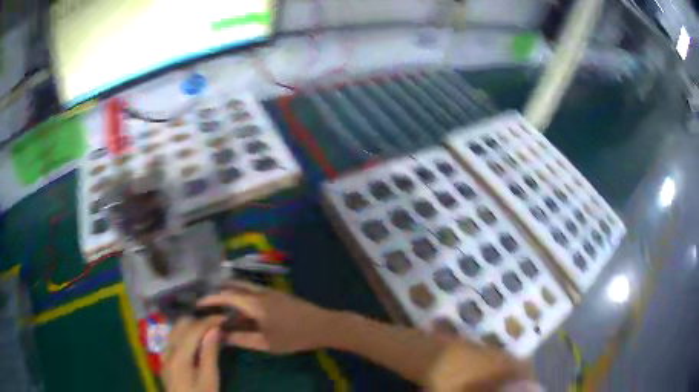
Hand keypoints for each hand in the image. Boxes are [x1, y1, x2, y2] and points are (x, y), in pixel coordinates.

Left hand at [163, 316, 223, 391]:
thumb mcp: (210, 380)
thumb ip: (210, 354)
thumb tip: (214, 329)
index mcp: (178, 356)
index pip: (192, 329)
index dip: (208, 321)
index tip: (224, 318)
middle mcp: (167, 350)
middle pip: (181, 325)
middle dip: (199, 321)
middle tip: (217, 326)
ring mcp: (164, 355)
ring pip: (175, 329)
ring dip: (191, 326)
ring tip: (209, 332)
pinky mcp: (165, 360)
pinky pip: (173, 339)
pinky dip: (185, 335)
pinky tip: (197, 343)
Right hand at [198, 281, 334, 353]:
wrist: (324, 325)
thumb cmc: (294, 337)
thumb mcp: (267, 343)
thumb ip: (243, 339)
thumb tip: (222, 335)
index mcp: (255, 304)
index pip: (227, 296)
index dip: (211, 298)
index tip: (198, 303)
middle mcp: (260, 292)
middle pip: (235, 284)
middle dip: (220, 290)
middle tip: (209, 301)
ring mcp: (271, 291)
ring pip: (245, 286)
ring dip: (232, 291)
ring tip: (223, 305)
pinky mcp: (278, 294)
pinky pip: (254, 290)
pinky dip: (243, 295)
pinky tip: (244, 308)